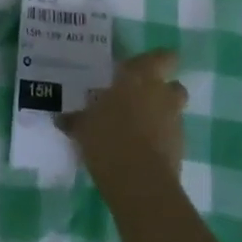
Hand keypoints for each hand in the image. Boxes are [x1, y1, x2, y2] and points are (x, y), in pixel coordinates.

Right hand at [61, 50, 186, 171]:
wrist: (140, 183)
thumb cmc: (109, 138)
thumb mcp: (84, 126)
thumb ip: (76, 119)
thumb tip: (60, 118)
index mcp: (140, 77)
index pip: (163, 57)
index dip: (159, 60)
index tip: (147, 66)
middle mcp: (162, 95)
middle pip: (174, 86)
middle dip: (163, 91)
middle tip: (140, 98)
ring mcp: (175, 123)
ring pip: (174, 112)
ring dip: (162, 116)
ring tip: (138, 128)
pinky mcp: (180, 151)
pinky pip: (171, 138)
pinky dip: (161, 141)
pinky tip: (140, 151)